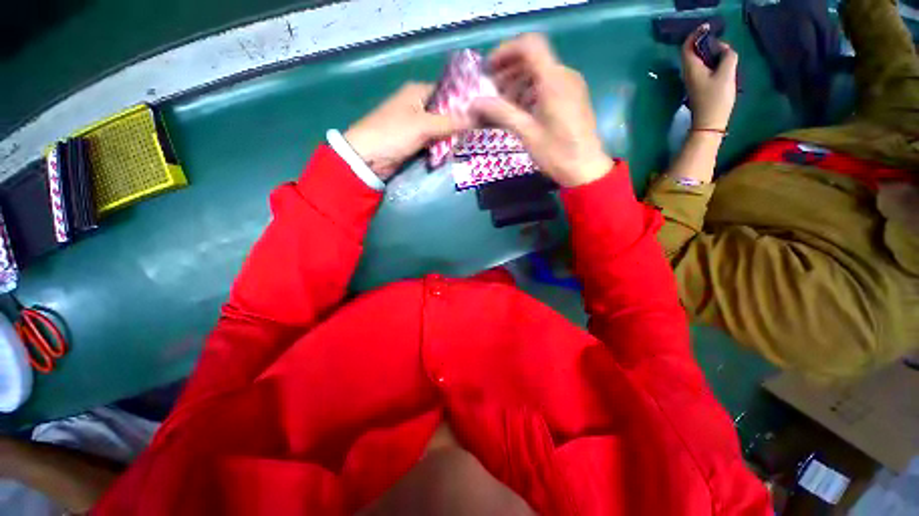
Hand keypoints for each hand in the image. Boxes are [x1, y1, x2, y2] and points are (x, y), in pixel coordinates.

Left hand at [345, 83, 472, 179]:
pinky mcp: (414, 141)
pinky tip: (453, 151)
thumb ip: (450, 122)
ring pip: (441, 129)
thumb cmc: (393, 133)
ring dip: (451, 137)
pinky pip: (433, 141)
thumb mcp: (423, 125)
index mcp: (418, 92)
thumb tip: (477, 117)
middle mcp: (418, 105)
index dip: (464, 103)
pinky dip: (442, 146)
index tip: (481, 115)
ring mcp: (416, 124)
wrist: (368, 157)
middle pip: (445, 112)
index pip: (448, 93)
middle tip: (477, 133)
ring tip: (469, 144)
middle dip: (459, 124)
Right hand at [471, 34, 612, 187]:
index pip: (529, 45)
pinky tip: (520, 110)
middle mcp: (564, 75)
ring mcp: (571, 86)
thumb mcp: (527, 133)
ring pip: (540, 72)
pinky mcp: (573, 97)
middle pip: (533, 58)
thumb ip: (501, 113)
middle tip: (490, 91)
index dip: (505, 52)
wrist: (585, 169)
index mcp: (554, 80)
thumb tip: (474, 103)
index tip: (488, 70)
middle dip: (508, 70)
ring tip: (502, 105)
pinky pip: (548, 84)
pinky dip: (530, 91)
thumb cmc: (556, 153)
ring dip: (518, 83)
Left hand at [682, 25, 738, 130]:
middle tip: (721, 42)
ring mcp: (692, 81)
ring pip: (698, 61)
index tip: (707, 28)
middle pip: (692, 52)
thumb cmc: (716, 98)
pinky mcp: (698, 87)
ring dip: (709, 53)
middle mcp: (688, 74)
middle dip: (705, 43)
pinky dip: (711, 62)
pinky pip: (703, 68)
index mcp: (691, 69)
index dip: (695, 35)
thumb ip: (727, 56)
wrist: (709, 122)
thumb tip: (724, 49)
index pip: (687, 47)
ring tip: (725, 53)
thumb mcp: (726, 73)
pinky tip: (723, 65)